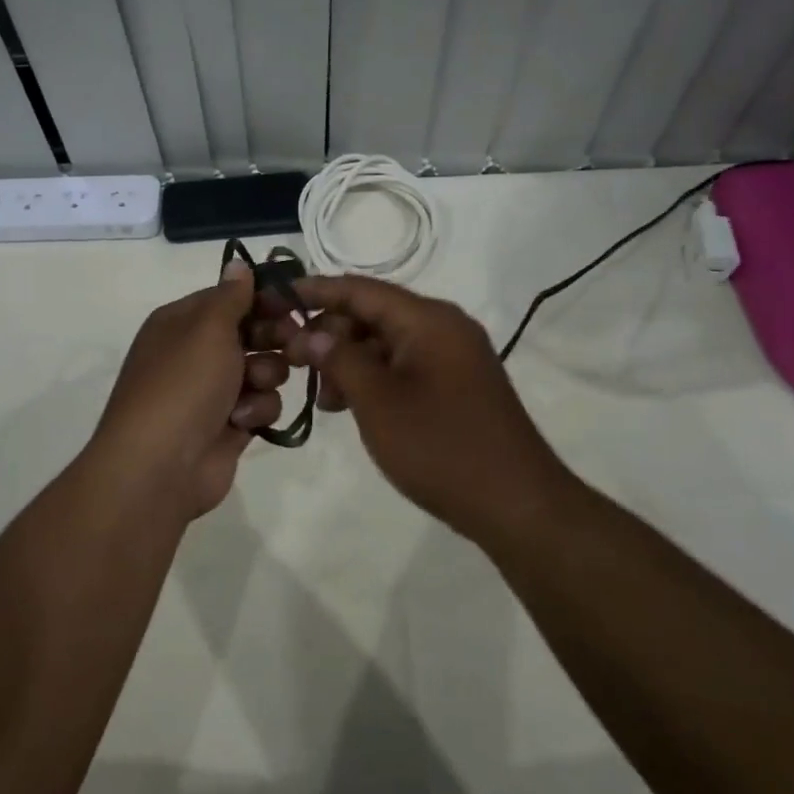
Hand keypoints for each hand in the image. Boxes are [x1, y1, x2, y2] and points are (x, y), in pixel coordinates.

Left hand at [85, 261, 290, 518]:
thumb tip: (238, 263)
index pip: (230, 297)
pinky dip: (256, 410)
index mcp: (182, 322)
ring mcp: (213, 391)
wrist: (160, 466)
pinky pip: (261, 404)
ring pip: (263, 368)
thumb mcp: (207, 328)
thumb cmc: (183, 384)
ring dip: (266, 375)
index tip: (294, 303)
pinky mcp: (230, 424)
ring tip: (254, 386)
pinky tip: (242, 420)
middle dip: (273, 337)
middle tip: (294, 342)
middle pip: (251, 332)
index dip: (263, 298)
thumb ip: (231, 296)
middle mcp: (196, 352)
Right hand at [281, 276, 570, 539]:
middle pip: (373, 314)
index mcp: (428, 319)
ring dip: (350, 361)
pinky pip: (405, 366)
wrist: (516, 503)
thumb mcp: (378, 402)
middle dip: (330, 334)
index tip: (276, 298)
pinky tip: (351, 406)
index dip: (316, 291)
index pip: (361, 289)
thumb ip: (340, 359)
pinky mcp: (456, 384)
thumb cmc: (441, 447)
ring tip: (323, 399)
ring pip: (387, 343)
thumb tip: (311, 333)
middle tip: (293, 363)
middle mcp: (444, 327)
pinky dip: (374, 378)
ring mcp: (454, 356)